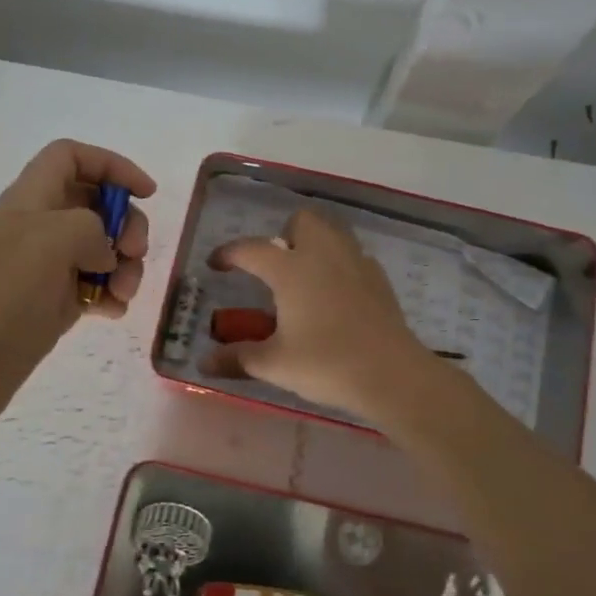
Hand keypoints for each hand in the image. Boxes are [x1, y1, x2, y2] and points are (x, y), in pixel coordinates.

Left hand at [0, 139, 153, 434]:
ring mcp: (46, 266)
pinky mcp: (53, 302)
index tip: (145, 193)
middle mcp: (39, 225)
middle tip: (134, 252)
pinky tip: (112, 312)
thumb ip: (92, 227)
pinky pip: (94, 285)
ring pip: (101, 248)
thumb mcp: (54, 239)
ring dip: (124, 265)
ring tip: (123, 293)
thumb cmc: (5, 293)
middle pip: (96, 203)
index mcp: (31, 197)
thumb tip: (102, 254)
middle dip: (126, 224)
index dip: (112, 165)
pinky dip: (110, 294)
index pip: (72, 157)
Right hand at [201, 207, 432, 420]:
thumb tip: (204, 363)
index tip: (217, 264)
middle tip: (275, 267)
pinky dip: (339, 265)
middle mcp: (323, 254)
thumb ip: (238, 358)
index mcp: (291, 269)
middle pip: (302, 221)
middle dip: (284, 234)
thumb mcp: (274, 364)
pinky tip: (336, 294)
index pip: (252, 249)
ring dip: (314, 243)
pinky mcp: (379, 279)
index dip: (229, 253)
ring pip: (332, 232)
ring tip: (304, 277)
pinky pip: (354, 256)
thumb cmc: (326, 364)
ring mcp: (356, 263)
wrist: (391, 374)